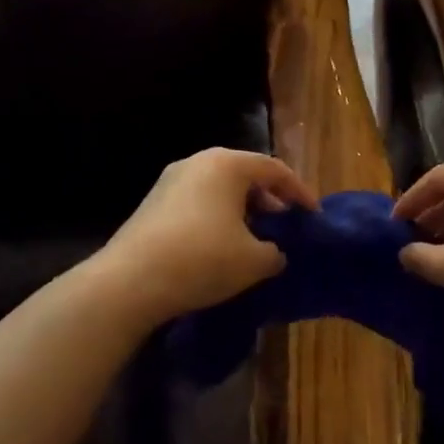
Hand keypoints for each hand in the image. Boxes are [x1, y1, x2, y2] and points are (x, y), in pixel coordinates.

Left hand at [102, 148, 317, 323]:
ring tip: (254, 240)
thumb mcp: (253, 261)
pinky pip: (198, 202)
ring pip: (219, 189)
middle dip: (270, 200)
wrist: (129, 281)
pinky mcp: (153, 203)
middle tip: (284, 227)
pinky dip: (217, 218)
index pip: (275, 170)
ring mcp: (171, 181)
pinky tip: (220, 248)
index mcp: (227, 164)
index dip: (299, 192)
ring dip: (242, 211)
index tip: (313, 217)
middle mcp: (198, 162)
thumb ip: (275, 252)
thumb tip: (274, 252)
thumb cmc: (202, 259)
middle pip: (245, 175)